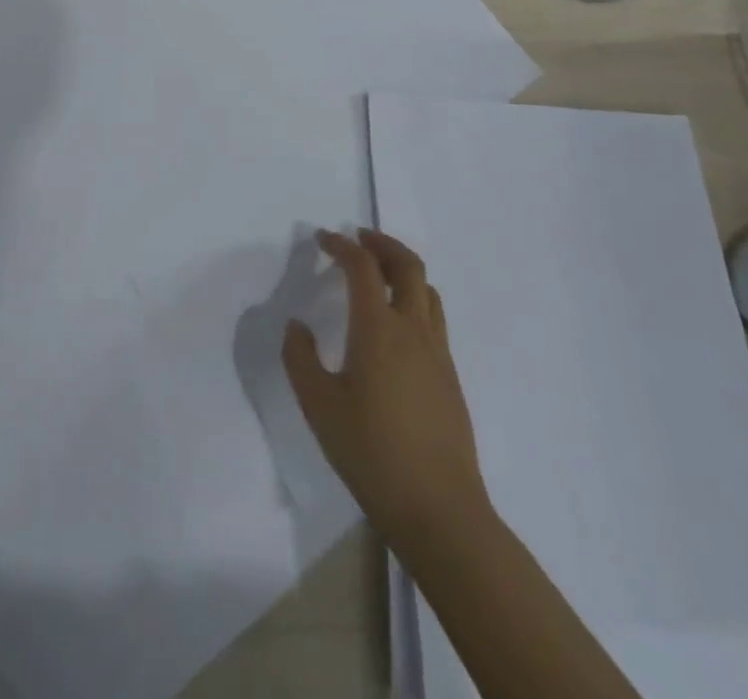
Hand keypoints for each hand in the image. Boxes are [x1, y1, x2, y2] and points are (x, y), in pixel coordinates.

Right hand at [283, 229, 488, 546]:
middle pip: (407, 265)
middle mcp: (413, 330)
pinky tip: (396, 325)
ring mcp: (438, 353)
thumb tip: (297, 326)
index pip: (362, 267)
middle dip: (382, 243)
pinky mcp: (450, 376)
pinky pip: (434, 318)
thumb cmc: (371, 453)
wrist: (440, 509)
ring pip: (427, 290)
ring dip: (402, 269)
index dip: (341, 245)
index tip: (322, 239)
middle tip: (358, 237)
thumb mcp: (319, 406)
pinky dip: (414, 298)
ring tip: (379, 273)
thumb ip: (300, 358)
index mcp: (379, 329)